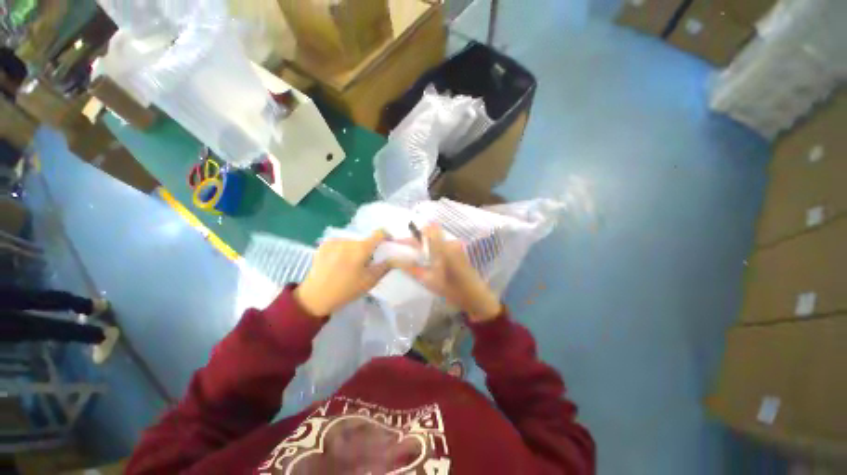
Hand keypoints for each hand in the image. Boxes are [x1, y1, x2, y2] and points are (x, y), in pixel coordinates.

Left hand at [295, 231, 389, 316]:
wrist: (315, 297)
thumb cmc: (346, 290)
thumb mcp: (370, 281)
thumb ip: (385, 267)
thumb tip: (394, 257)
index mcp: (361, 248)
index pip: (379, 233)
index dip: (386, 238)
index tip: (386, 246)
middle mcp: (348, 240)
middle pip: (365, 240)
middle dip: (369, 249)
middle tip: (366, 264)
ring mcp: (334, 241)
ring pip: (353, 242)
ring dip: (355, 250)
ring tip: (350, 265)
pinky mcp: (324, 245)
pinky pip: (341, 244)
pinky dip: (344, 250)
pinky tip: (338, 263)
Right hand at [396, 225, 501, 321]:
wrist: (476, 297)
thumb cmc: (452, 290)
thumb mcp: (429, 281)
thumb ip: (412, 268)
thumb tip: (395, 260)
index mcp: (443, 248)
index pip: (426, 231)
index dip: (412, 234)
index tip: (399, 242)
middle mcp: (450, 243)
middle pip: (429, 234)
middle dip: (415, 240)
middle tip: (403, 250)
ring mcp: (455, 246)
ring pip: (434, 239)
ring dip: (423, 245)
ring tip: (412, 256)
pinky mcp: (458, 250)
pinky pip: (441, 244)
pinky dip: (431, 249)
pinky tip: (426, 259)